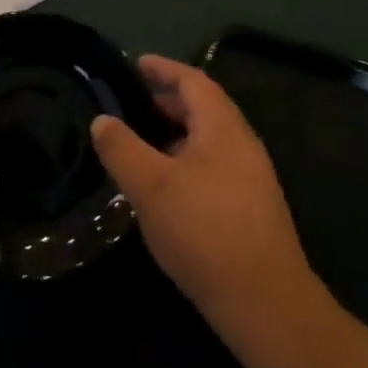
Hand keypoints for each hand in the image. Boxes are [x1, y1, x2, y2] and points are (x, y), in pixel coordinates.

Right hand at [91, 56, 312, 325]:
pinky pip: (213, 166)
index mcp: (222, 126)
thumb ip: (122, 149)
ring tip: (141, 146)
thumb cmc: (204, 231)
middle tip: (130, 107)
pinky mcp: (251, 208)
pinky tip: (165, 189)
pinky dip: (185, 161)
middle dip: (167, 102)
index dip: (163, 68)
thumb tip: (102, 120)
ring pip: (208, 141)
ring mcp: (251, 177)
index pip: (192, 80)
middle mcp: (242, 143)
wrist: (265, 303)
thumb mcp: (151, 186)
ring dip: (175, 135)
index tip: (135, 64)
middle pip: (203, 108)